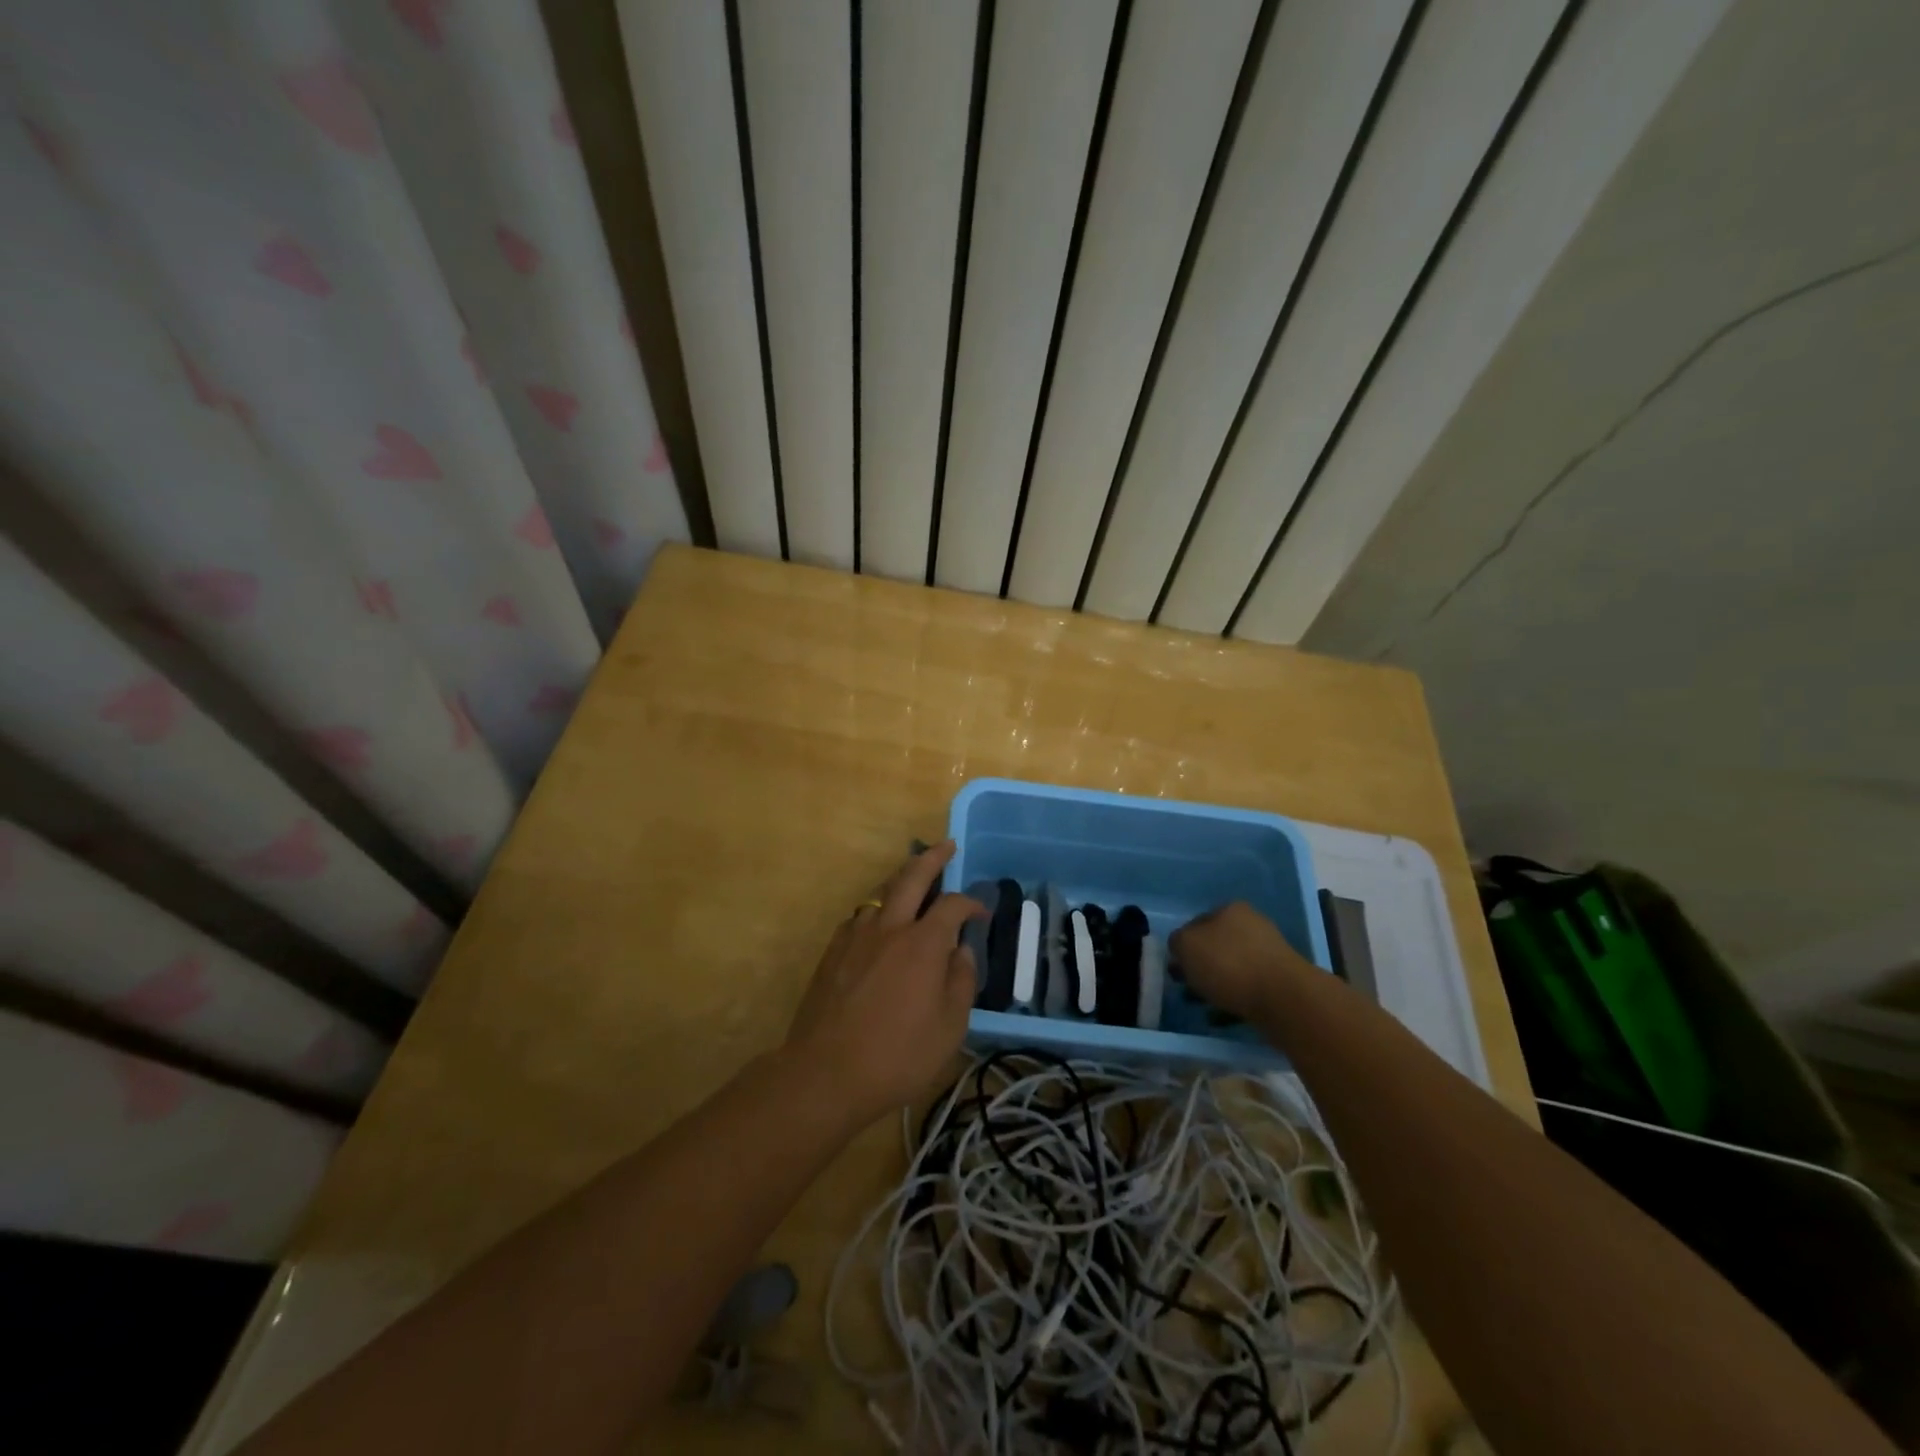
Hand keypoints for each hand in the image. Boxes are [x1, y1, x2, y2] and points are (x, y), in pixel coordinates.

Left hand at [785, 841, 985, 1127]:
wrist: (825, 1073)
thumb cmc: (897, 1055)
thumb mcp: (949, 1028)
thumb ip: (961, 982)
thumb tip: (963, 952)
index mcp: (923, 943)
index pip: (952, 905)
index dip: (972, 903)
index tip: (982, 914)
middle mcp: (889, 928)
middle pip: (912, 877)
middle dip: (932, 857)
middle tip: (946, 846)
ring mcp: (856, 936)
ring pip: (880, 891)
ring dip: (901, 878)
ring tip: (913, 878)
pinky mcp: (833, 952)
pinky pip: (860, 915)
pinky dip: (877, 909)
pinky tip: (880, 923)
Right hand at [1170, 901, 1314, 1022]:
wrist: (1282, 998)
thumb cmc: (1228, 964)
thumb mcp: (1186, 945)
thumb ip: (1177, 942)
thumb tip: (1182, 948)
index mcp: (1230, 909)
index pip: (1197, 923)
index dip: (1183, 945)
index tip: (1176, 967)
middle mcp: (1251, 925)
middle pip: (1215, 945)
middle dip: (1200, 966)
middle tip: (1187, 987)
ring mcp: (1269, 953)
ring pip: (1231, 967)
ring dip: (1215, 984)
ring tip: (1202, 1005)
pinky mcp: (1280, 981)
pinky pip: (1247, 987)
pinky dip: (1232, 999)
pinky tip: (1222, 1015)